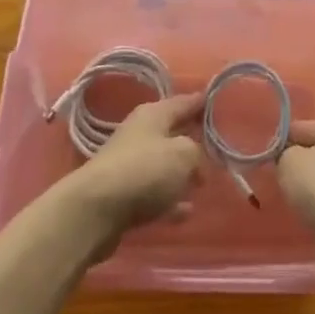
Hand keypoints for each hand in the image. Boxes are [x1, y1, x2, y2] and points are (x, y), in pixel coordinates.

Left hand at [60, 94, 205, 255]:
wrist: (96, 210)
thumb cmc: (145, 170)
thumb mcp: (183, 154)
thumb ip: (197, 152)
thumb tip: (195, 162)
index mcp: (153, 114)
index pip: (183, 102)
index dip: (202, 103)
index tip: (218, 103)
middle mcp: (139, 134)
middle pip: (172, 133)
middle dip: (193, 140)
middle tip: (218, 147)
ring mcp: (129, 165)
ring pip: (163, 164)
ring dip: (181, 173)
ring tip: (203, 183)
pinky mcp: (123, 195)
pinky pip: (154, 193)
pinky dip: (170, 200)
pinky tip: (186, 212)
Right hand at [277, 120, 314, 240]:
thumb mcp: (289, 161)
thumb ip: (283, 154)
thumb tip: (289, 159)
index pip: (299, 128)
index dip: (279, 143)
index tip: (265, 161)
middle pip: (313, 152)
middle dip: (295, 166)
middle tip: (279, 181)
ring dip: (307, 187)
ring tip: (294, 201)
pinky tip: (310, 215)